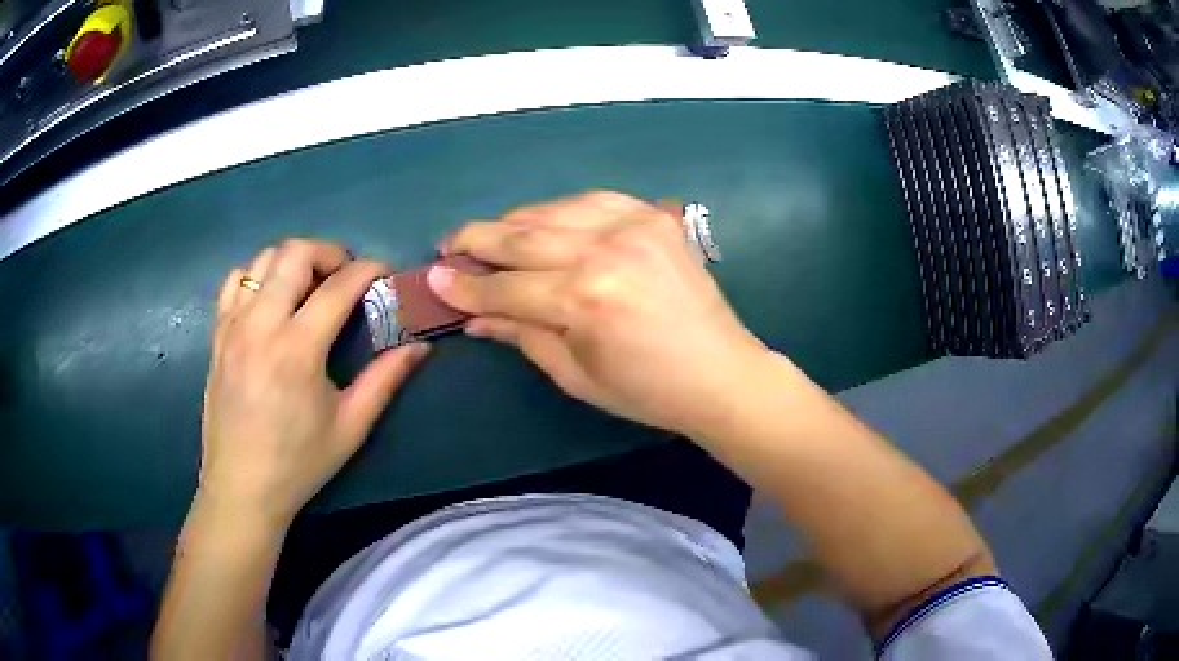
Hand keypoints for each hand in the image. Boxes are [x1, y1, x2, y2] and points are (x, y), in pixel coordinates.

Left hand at [200, 239, 429, 527]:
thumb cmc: (298, 462)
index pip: (338, 286)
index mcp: (297, 348)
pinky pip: (235, 281)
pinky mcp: (218, 334)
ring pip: (263, 259)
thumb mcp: (350, 427)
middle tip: (346, 276)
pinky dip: (258, 276)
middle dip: (329, 252)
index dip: (368, 270)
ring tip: (310, 286)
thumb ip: (385, 380)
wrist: (241, 487)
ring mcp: (233, 325)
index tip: (385, 274)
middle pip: (296, 253)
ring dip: (294, 261)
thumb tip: (420, 347)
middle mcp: (261, 324)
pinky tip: (271, 300)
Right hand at [430, 191, 764, 436]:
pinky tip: (543, 221)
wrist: (721, 371)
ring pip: (551, 211)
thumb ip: (522, 335)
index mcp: (585, 300)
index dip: (465, 287)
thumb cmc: (647, 391)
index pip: (506, 288)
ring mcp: (634, 226)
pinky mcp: (653, 217)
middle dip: (475, 241)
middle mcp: (606, 251)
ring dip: (513, 223)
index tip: (433, 279)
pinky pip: (591, 199)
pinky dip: (559, 209)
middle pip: (521, 238)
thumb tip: (475, 317)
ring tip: (488, 237)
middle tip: (447, 246)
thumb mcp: (575, 375)